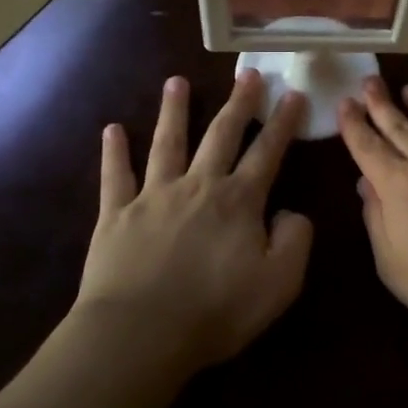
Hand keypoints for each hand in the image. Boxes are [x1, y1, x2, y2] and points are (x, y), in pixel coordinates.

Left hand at [73, 71, 312, 375]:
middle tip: (248, 74)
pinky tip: (112, 129)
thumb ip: (295, 240)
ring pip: (167, 143)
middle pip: (221, 135)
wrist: (140, 334)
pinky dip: (114, 152)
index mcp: (239, 201)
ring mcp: (154, 196)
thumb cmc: (217, 310)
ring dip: (174, 110)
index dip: (283, 122)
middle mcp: (198, 186)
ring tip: (176, 81)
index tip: (293, 93)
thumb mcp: (280, 282)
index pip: (267, 152)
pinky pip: (115, 176)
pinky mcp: (115, 215)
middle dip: (238, 103)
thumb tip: (291, 212)